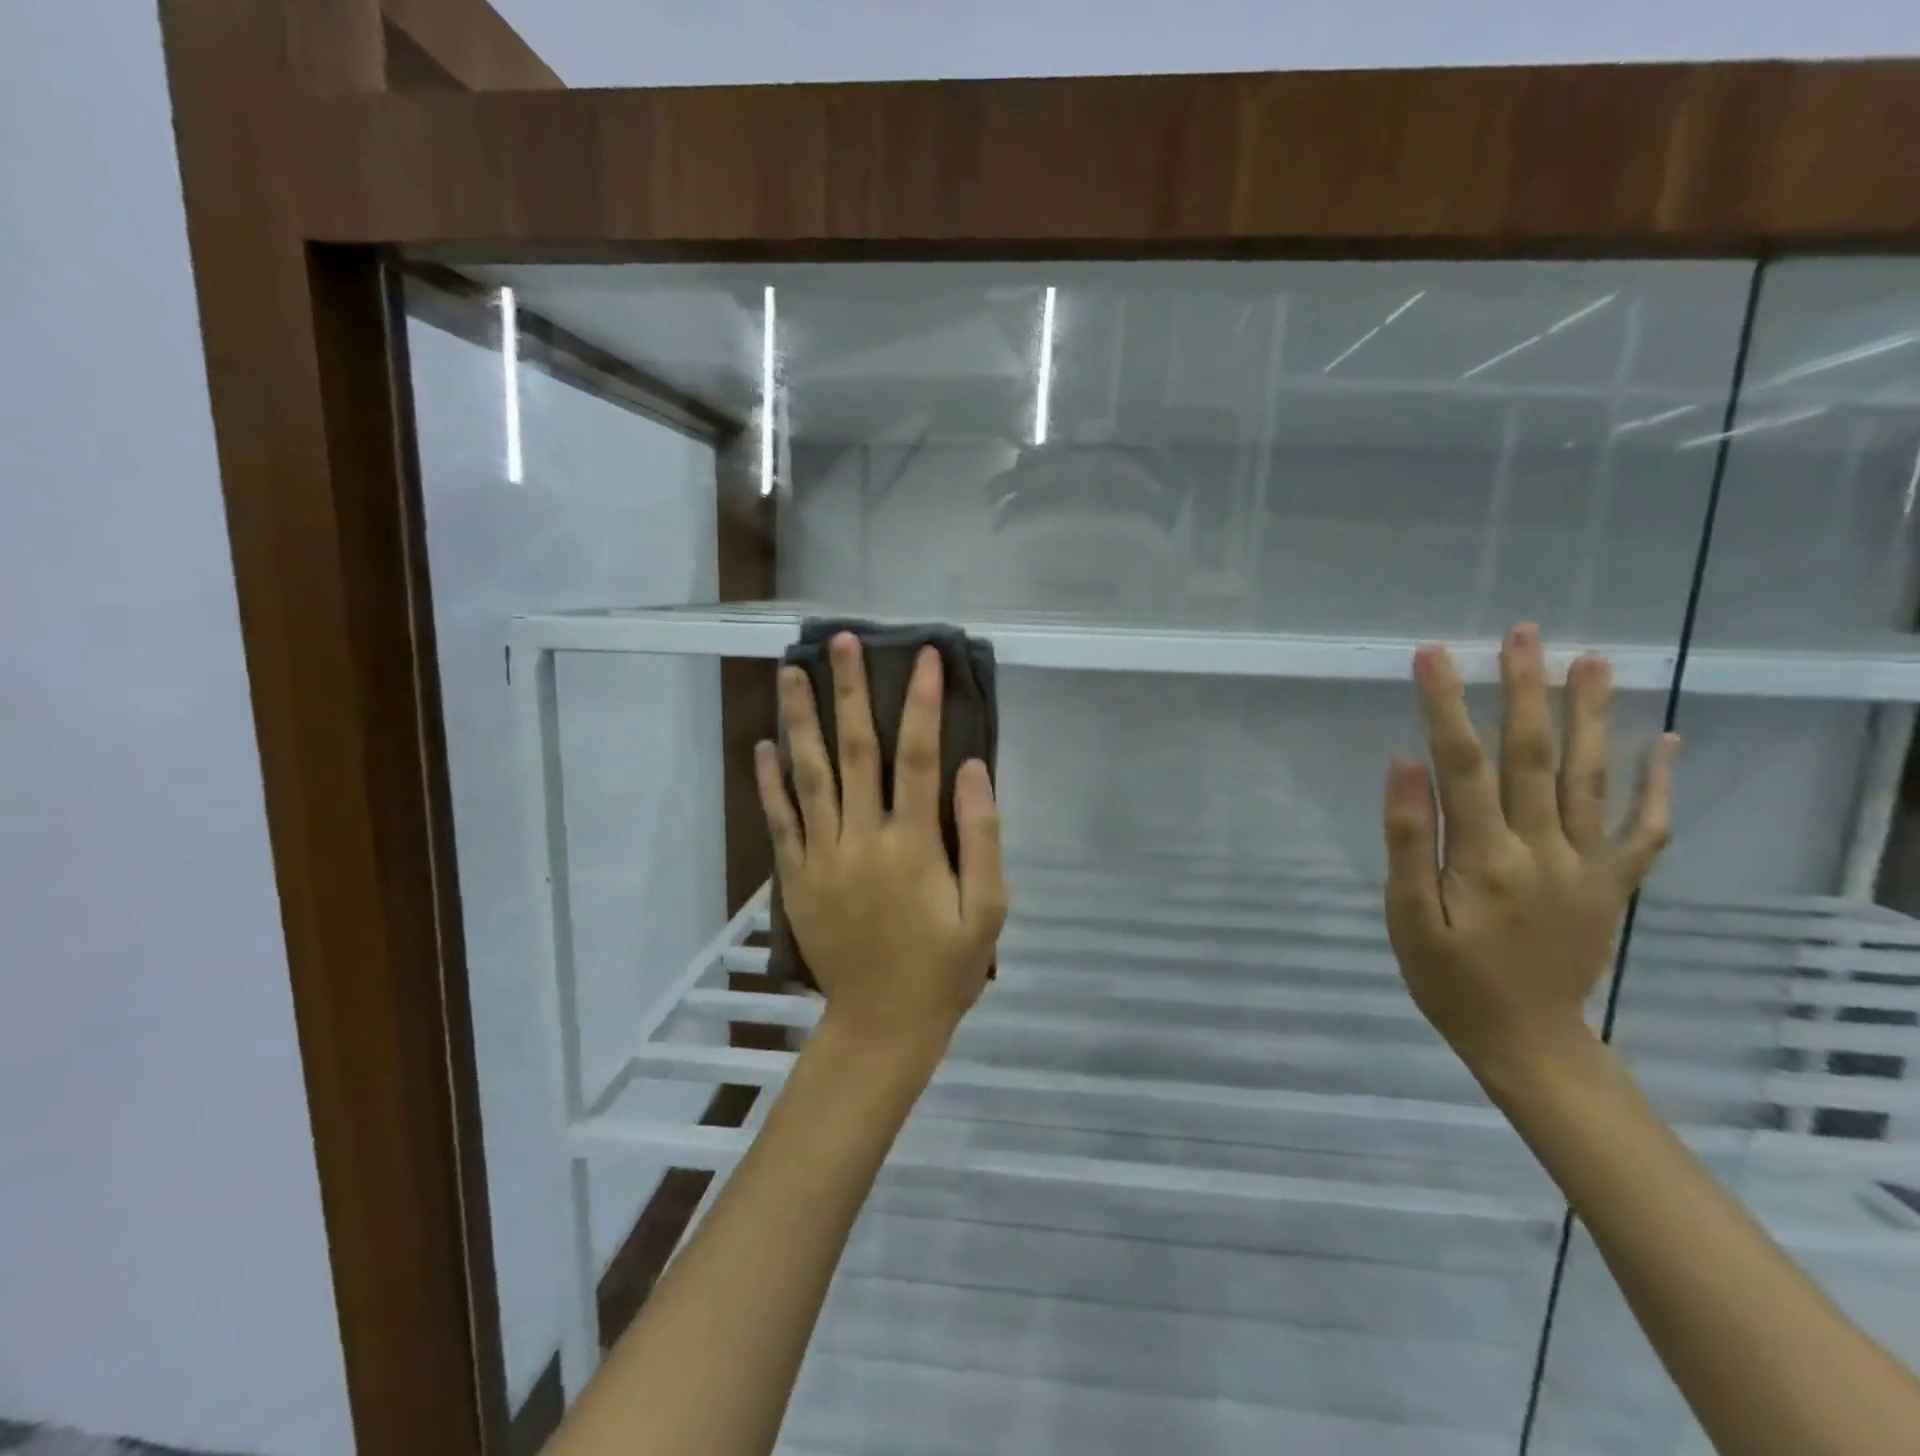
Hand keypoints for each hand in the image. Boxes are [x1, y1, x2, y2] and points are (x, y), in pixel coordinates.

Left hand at [755, 633, 1007, 1065]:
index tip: (923, 655)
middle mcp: (862, 838)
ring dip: (799, 720)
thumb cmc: (945, 968)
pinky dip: (770, 782)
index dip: (922, 702)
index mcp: (913, 844)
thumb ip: (982, 836)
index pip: (919, 756)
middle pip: (854, 750)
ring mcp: (823, 856)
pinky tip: (764, 746)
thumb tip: (971, 768)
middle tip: (839, 641)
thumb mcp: (988, 910)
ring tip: (789, 671)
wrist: (882, 1025)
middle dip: (848, 691)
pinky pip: (780, 820)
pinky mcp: (798, 877)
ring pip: (809, 774)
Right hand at [1382, 624, 1679, 1085]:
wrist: (1528, 1039)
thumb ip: (1409, 841)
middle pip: (1536, 756)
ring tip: (1592, 660)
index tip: (1431, 655)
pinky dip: (1656, 782)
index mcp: (1487, 857)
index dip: (1445, 705)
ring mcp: (1589, 864)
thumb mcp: (1408, 917)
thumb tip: (1404, 765)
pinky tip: (1665, 739)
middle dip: (1526, 690)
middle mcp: (1546, 849)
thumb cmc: (1450, 978)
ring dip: (1592, 714)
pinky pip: (1643, 827)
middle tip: (1524, 634)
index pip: (1463, 764)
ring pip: (1594, 776)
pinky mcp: (1613, 882)